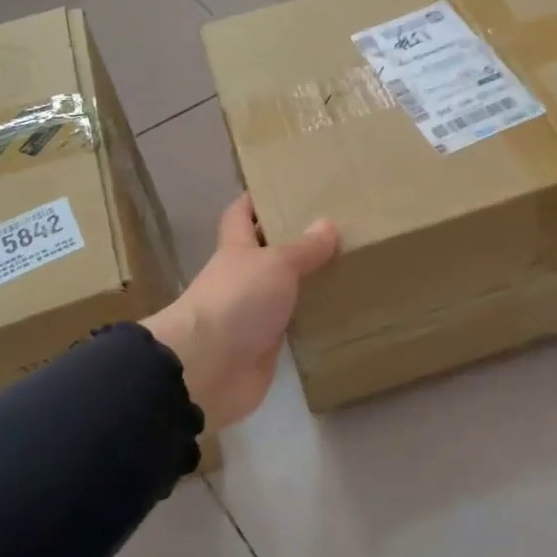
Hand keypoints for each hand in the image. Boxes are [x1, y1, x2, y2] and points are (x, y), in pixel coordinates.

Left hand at [142, 195, 338, 428]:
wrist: (207, 368)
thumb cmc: (237, 300)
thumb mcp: (275, 264)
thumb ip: (303, 248)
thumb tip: (327, 224)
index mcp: (237, 249)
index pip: (241, 215)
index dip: (257, 200)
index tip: (285, 188)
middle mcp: (242, 278)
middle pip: (267, 253)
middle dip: (294, 242)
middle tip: (335, 229)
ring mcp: (252, 314)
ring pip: (283, 291)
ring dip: (307, 283)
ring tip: (348, 268)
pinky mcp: (264, 347)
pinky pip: (292, 327)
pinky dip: (311, 320)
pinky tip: (340, 313)